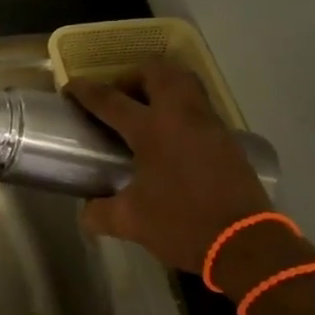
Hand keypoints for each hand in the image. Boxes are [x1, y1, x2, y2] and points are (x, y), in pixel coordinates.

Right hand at [66, 63, 275, 274]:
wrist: (245, 243)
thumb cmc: (182, 225)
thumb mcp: (130, 222)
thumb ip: (99, 212)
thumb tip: (86, 209)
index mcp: (151, 130)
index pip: (110, 100)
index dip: (85, 91)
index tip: (70, 89)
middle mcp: (181, 116)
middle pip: (157, 72)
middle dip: (132, 76)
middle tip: (118, 98)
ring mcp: (209, 124)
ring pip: (185, 82)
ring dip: (161, 85)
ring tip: (144, 110)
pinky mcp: (227, 138)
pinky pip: (200, 105)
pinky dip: (180, 107)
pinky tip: (170, 136)